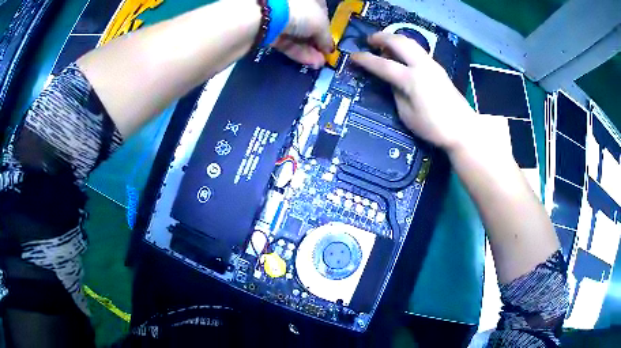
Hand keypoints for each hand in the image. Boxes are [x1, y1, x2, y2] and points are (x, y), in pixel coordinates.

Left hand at [273, 0, 333, 67]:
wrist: (267, 17)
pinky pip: (286, 43)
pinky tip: (309, 63)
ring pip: (297, 36)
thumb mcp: (322, 24)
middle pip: (309, 26)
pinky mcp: (269, 32)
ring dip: (310, 51)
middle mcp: (295, 5)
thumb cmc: (302, 13)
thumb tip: (328, 49)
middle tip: (324, 56)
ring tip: (318, 64)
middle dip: (317, 43)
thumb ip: (327, 38)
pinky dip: (298, 53)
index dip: (327, 26)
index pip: (321, 11)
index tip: (330, 40)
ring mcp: (281, 18)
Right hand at [351, 32, 475, 151]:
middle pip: (399, 42)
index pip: (383, 65)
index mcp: (412, 80)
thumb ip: (396, 94)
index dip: (366, 60)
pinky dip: (405, 47)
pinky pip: (417, 50)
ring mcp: (432, 65)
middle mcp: (422, 66)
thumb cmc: (434, 127)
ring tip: (383, 44)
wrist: (463, 128)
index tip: (353, 56)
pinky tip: (400, 54)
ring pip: (410, 42)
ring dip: (394, 39)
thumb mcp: (407, 115)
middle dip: (381, 37)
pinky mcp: (438, 68)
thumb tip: (390, 81)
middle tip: (369, 41)